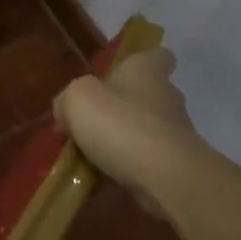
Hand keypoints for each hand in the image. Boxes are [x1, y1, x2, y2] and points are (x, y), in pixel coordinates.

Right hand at [53, 46, 199, 224]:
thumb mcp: (77, 100)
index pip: (158, 56)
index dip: (144, 62)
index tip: (124, 74)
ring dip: (122, 142)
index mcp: (147, 71)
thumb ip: (67, 100)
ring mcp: (175, 134)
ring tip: (89, 159)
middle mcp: (167, 97)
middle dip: (122, 109)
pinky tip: (101, 182)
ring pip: (144, 131)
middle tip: (89, 125)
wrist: (165, 176)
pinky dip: (127, 170)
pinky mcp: (175, 166)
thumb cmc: (121, 124)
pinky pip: (146, 162)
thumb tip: (65, 113)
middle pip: (147, 96)